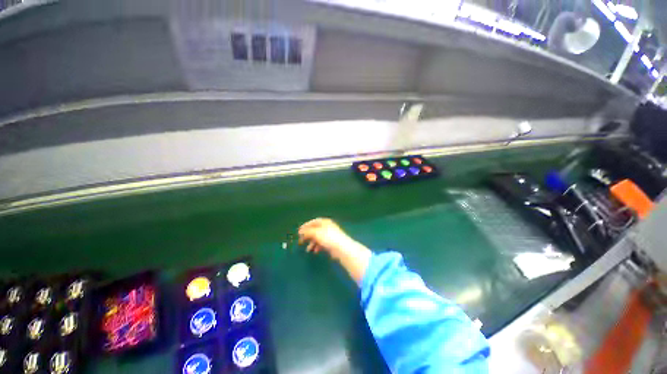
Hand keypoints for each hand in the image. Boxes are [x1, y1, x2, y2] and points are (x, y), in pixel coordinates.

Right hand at [298, 218, 353, 258]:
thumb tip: (300, 231)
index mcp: (324, 222)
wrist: (342, 248)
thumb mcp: (316, 233)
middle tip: (301, 242)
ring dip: (312, 243)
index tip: (299, 232)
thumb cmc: (328, 238)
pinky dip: (317, 246)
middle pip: (315, 230)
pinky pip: (322, 243)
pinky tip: (315, 251)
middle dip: (307, 236)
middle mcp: (327, 227)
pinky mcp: (331, 243)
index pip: (313, 222)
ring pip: (318, 238)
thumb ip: (307, 232)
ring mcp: (330, 235)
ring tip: (308, 250)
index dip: (305, 226)